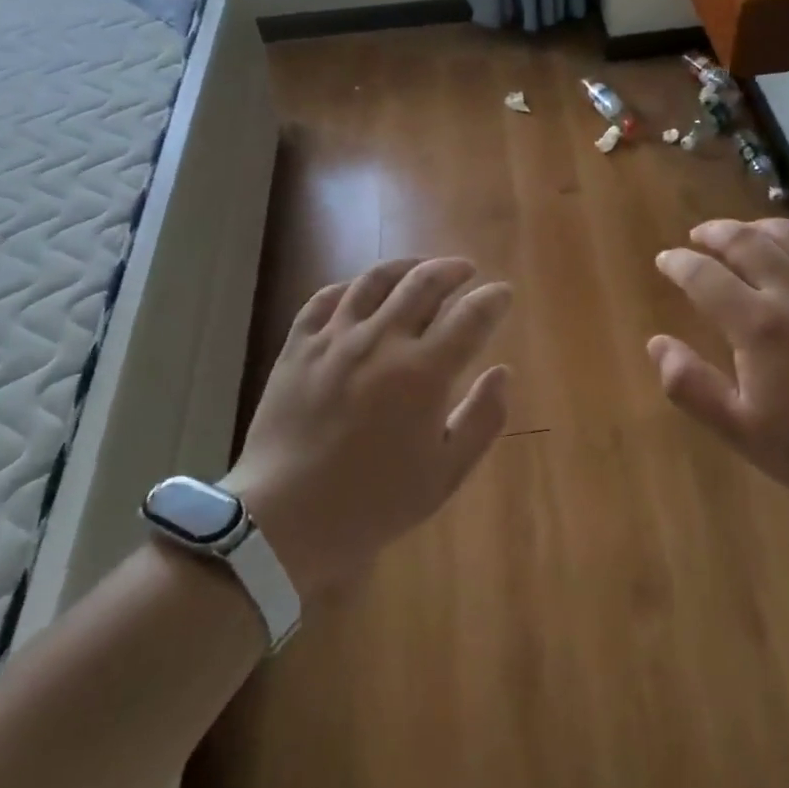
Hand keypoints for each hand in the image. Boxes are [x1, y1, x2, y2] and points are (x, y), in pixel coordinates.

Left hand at [224, 257, 512, 595]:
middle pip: (424, 283)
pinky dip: (351, 287)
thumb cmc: (375, 502)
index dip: (493, 299)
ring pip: (375, 280)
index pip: (470, 316)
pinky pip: (326, 298)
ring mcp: (334, 339)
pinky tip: (361, 292)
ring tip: (420, 268)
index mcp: (423, 373)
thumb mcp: (446, 473)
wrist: (285, 520)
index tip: (503, 293)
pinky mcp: (298, 346)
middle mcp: (381, 342)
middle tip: (466, 270)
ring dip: (406, 267)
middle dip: (452, 269)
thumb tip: (502, 372)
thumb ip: (483, 419)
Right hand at [648, 218, 788, 522]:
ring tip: (743, 234)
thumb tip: (656, 343)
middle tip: (699, 236)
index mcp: (759, 325)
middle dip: (715, 233)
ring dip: (758, 227)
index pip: (705, 276)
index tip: (665, 259)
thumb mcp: (744, 432)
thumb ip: (692, 386)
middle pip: (747, 242)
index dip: (679, 263)